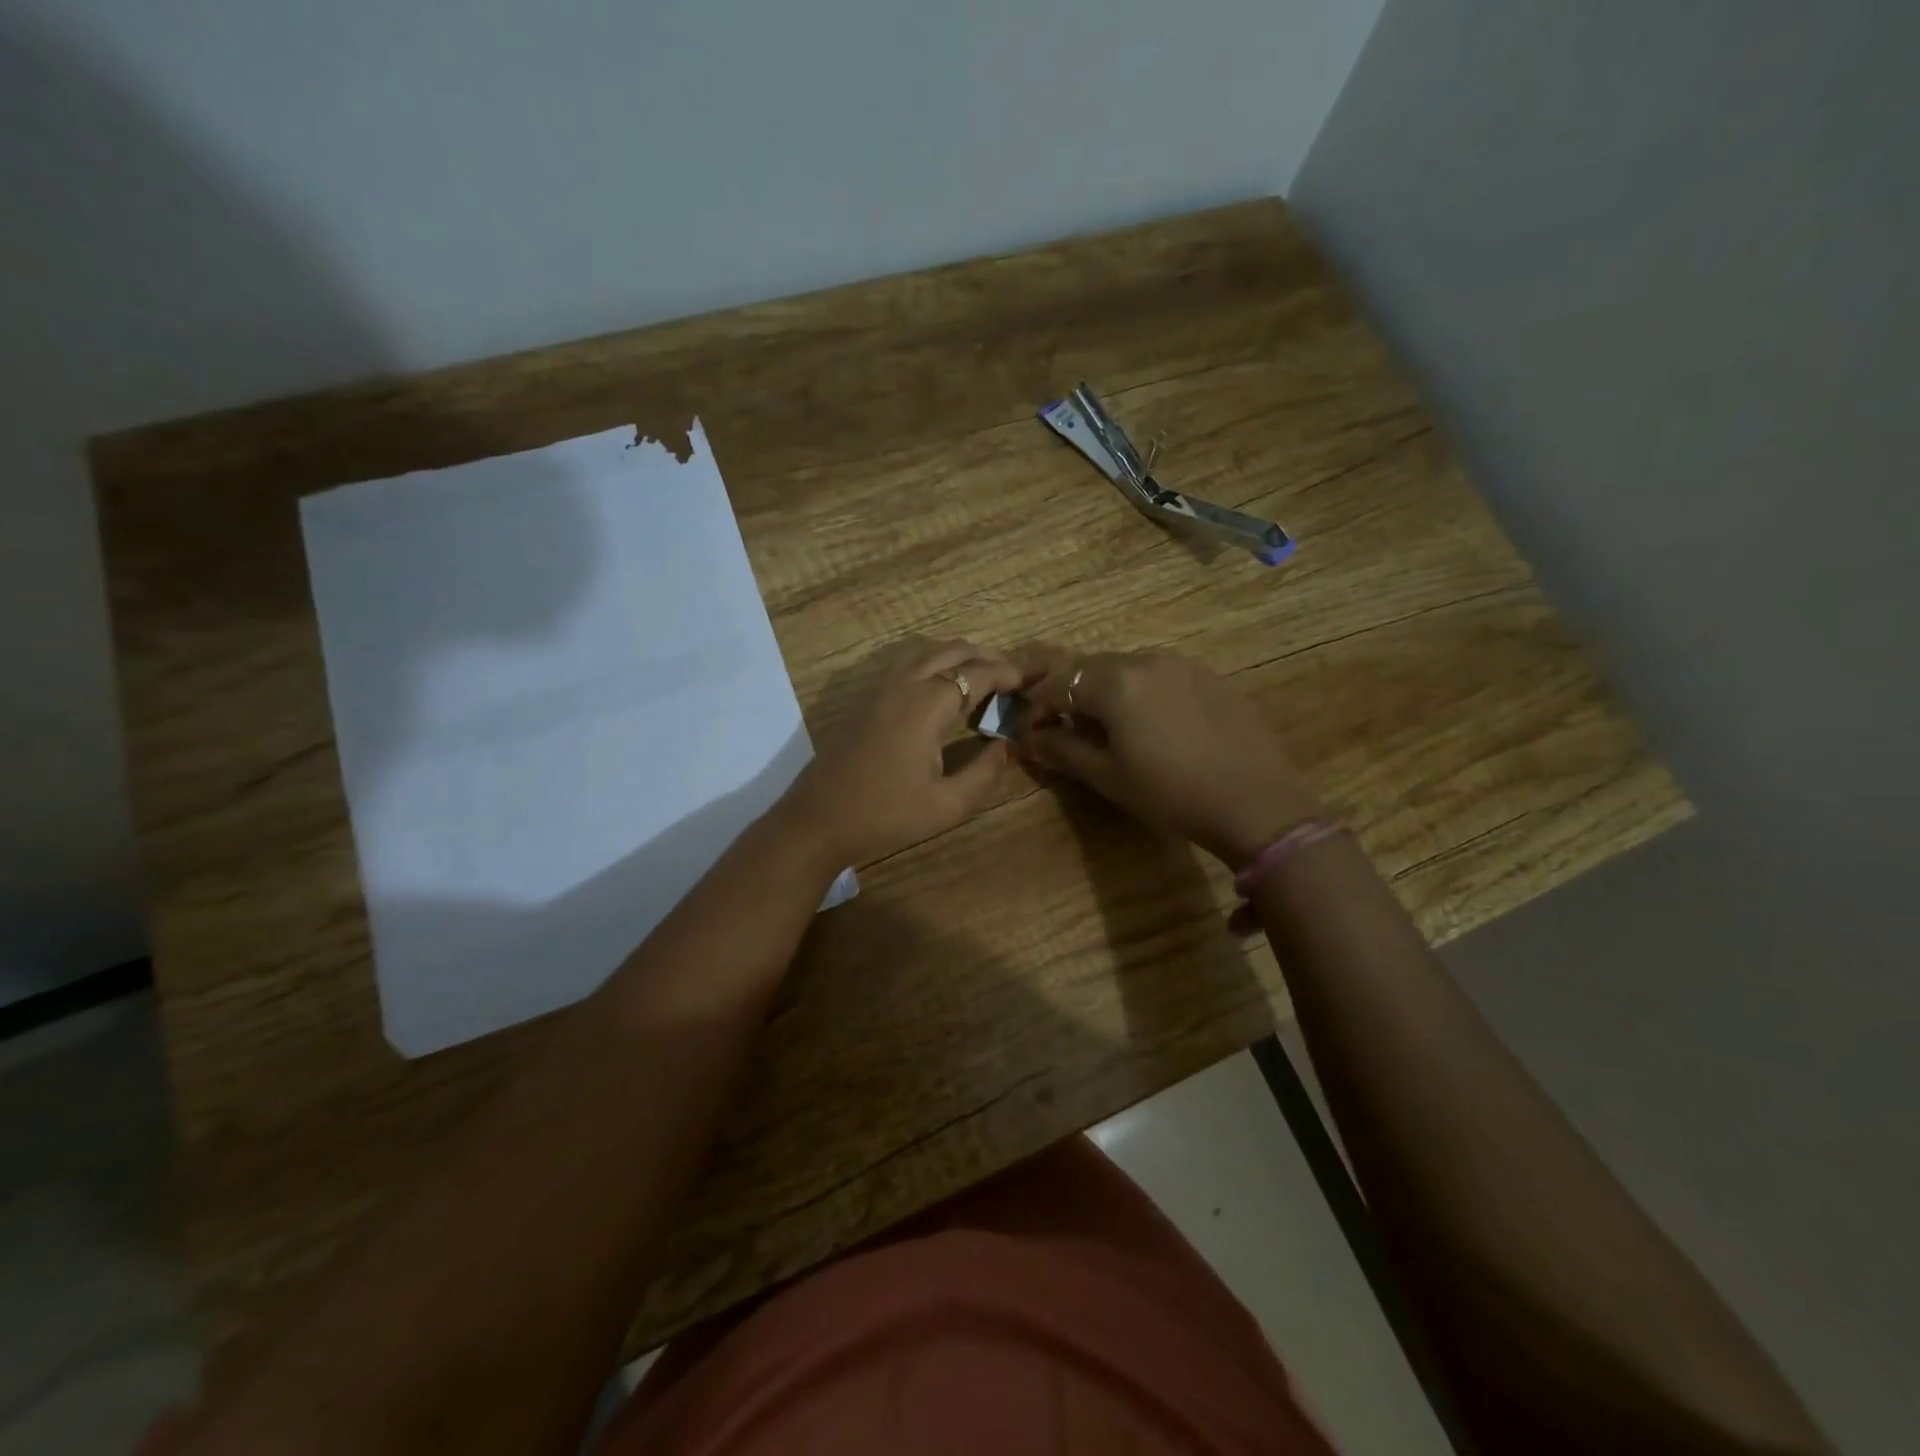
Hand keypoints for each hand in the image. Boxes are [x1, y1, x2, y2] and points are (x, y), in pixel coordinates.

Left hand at [783, 641, 1022, 865]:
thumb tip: (1008, 745)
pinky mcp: (865, 698)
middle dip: (989, 657)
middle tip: (1015, 676)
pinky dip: (934, 663)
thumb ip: (985, 771)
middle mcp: (903, 683)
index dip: (1010, 672)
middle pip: (953, 650)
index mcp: (926, 704)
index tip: (1036, 676)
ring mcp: (879, 687)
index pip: (978, 673)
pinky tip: (943, 688)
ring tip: (984, 677)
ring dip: (960, 656)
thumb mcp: (947, 805)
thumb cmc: (885, 815)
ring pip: (927, 651)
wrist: (818, 819)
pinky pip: (907, 663)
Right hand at [1021, 650, 1324, 866]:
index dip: (1037, 708)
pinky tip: (1151, 725)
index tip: (1032, 733)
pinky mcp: (1208, 675)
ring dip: (1105, 691)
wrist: (1256, 802)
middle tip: (1065, 730)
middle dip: (1069, 695)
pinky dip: (1139, 692)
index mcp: (1115, 682)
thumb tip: (1030, 738)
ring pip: (1125, 669)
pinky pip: (1158, 675)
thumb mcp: (1108, 776)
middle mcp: (1146, 659)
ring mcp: (1182, 664)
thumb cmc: (1171, 794)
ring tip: (1108, 728)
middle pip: (1090, 668)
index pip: (1057, 684)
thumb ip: (1063, 749)